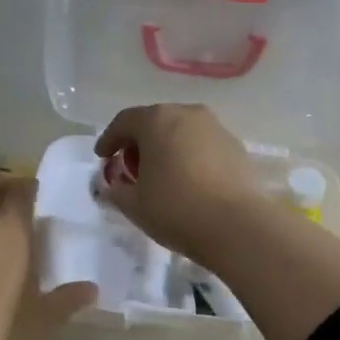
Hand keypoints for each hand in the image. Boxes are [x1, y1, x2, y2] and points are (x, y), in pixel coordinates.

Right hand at [94, 104, 264, 259]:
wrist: (237, 225)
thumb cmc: (176, 209)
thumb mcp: (133, 205)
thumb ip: (115, 190)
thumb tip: (111, 185)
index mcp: (157, 120)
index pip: (124, 121)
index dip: (109, 139)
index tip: (102, 157)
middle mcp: (187, 114)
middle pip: (155, 121)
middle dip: (139, 142)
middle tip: (131, 167)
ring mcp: (216, 128)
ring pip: (182, 132)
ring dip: (167, 148)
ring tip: (161, 175)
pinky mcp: (236, 146)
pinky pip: (203, 145)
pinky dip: (190, 156)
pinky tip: (189, 181)